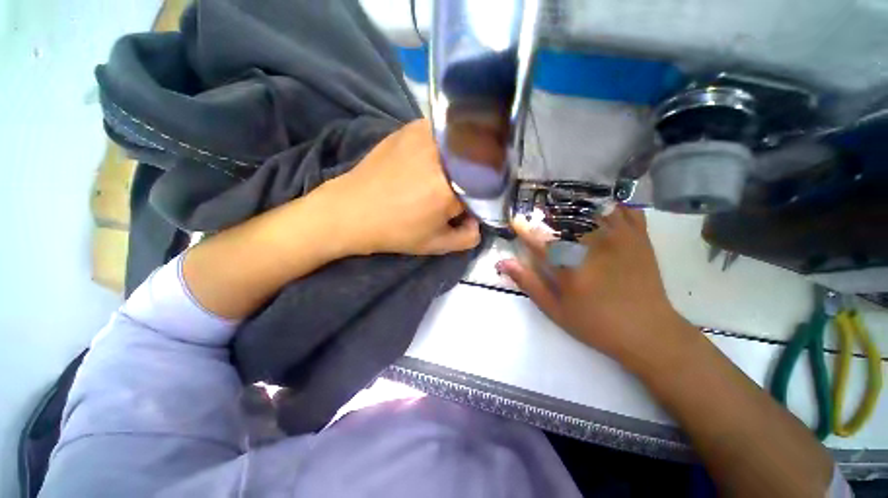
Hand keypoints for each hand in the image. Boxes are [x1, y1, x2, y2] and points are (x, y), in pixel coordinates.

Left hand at [314, 119, 480, 256]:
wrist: (352, 211)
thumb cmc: (395, 231)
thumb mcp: (435, 245)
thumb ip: (467, 238)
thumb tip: (478, 221)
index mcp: (450, 188)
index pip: (486, 187)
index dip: (485, 196)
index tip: (477, 201)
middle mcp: (442, 157)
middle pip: (479, 158)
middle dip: (481, 173)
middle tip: (469, 185)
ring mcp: (426, 137)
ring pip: (465, 138)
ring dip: (468, 151)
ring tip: (456, 169)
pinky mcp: (411, 128)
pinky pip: (445, 129)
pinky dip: (451, 139)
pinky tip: (441, 153)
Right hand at [496, 207, 696, 370]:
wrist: (648, 332)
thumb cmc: (596, 324)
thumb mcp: (555, 310)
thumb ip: (529, 283)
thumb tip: (504, 263)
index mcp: (568, 266)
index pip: (537, 240)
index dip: (523, 229)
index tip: (515, 221)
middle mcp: (592, 246)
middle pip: (563, 219)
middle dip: (547, 214)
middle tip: (539, 213)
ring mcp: (618, 238)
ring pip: (592, 209)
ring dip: (575, 204)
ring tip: (566, 203)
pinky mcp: (638, 238)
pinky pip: (626, 209)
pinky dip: (612, 204)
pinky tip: (602, 207)